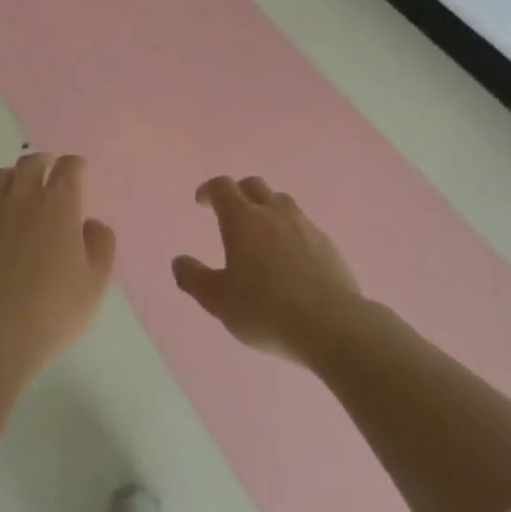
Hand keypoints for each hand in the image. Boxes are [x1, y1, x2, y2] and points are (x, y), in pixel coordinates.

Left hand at [0, 152, 116, 372]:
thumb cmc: (54, 309)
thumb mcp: (95, 282)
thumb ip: (101, 246)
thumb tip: (91, 225)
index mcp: (58, 205)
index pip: (68, 168)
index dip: (76, 165)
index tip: (80, 169)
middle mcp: (22, 200)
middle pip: (31, 163)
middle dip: (45, 162)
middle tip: (51, 170)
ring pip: (0, 177)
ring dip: (14, 176)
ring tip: (21, 187)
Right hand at [173, 176, 363, 364]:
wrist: (331, 325)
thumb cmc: (264, 310)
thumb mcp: (218, 300)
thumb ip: (194, 278)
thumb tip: (179, 261)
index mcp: (243, 219)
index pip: (223, 187)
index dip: (210, 190)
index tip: (202, 202)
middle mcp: (274, 213)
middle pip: (254, 186)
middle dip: (239, 193)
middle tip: (231, 213)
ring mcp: (306, 226)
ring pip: (282, 203)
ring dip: (267, 210)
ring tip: (262, 235)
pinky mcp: (329, 245)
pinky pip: (304, 227)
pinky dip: (291, 233)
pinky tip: (290, 260)